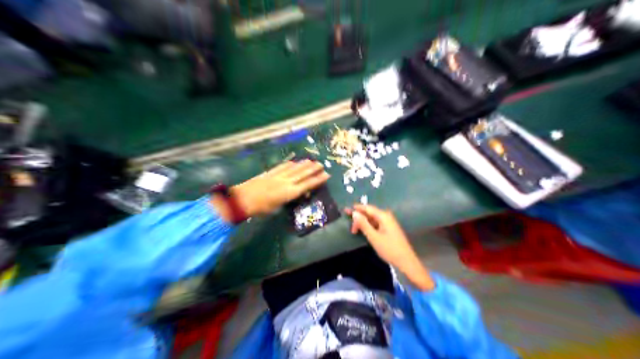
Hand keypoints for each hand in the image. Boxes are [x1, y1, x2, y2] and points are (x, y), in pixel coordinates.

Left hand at [230, 161, 329, 216]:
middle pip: (302, 174)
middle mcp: (286, 182)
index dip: (317, 180)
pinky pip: (282, 167)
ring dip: (303, 164)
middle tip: (321, 164)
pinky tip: (293, 162)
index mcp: (290, 193)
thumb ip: (286, 199)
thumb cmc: (260, 208)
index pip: (307, 185)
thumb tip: (292, 194)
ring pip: (294, 169)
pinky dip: (289, 164)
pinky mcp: (270, 173)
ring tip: (311, 161)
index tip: (326, 175)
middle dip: (313, 169)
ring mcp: (278, 176)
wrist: (243, 199)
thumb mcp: (277, 208)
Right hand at [345, 204, 434, 291]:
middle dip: (358, 217)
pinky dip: (368, 226)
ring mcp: (389, 223)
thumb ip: (363, 224)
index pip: (367, 208)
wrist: (406, 261)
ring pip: (372, 219)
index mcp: (384, 216)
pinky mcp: (389, 229)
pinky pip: (376, 224)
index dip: (356, 208)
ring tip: (353, 229)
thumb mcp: (374, 237)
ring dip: (363, 223)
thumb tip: (354, 213)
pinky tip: (363, 231)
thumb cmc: (389, 249)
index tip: (345, 211)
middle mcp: (387, 216)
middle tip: (348, 224)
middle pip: (370, 213)